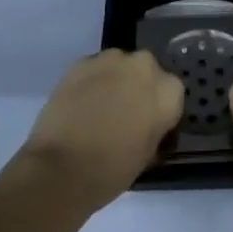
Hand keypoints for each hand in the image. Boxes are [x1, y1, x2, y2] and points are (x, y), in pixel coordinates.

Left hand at [19, 50, 183, 210]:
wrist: (60, 168)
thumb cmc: (111, 171)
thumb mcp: (147, 156)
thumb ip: (154, 129)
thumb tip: (147, 124)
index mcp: (168, 92)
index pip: (172, 94)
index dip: (159, 110)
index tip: (148, 126)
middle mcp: (144, 66)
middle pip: (147, 71)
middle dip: (138, 87)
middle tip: (124, 114)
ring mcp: (111, 60)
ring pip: (119, 66)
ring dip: (114, 81)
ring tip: (98, 109)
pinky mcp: (82, 62)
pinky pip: (93, 69)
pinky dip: (90, 82)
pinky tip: (79, 105)